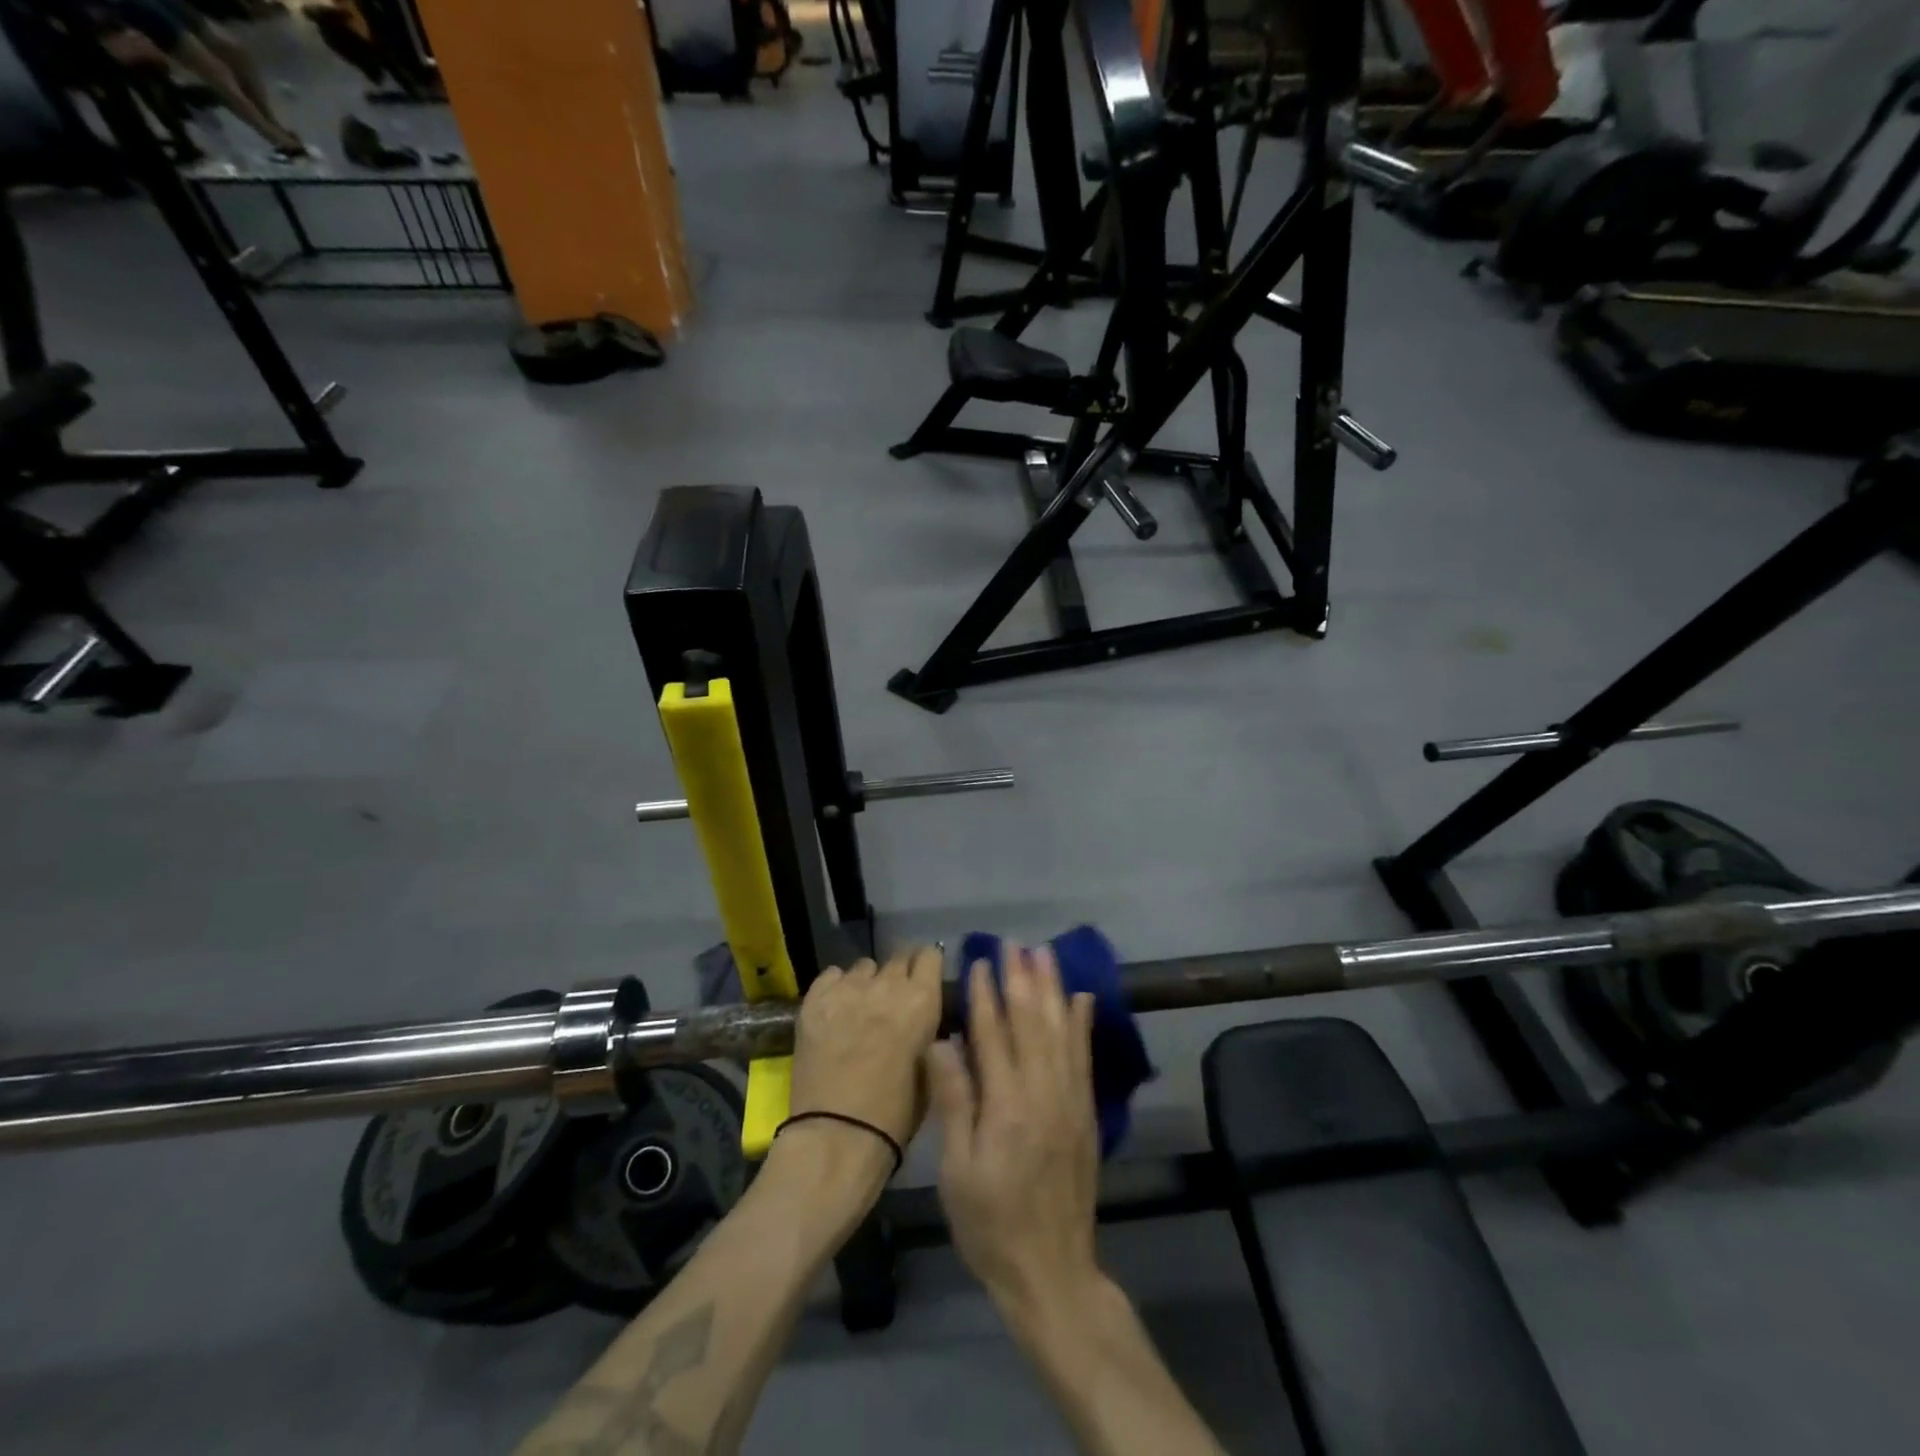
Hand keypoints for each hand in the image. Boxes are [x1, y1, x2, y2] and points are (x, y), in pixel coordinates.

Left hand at [787, 946, 944, 1148]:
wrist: (836, 1137)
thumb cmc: (894, 1116)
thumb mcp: (929, 1070)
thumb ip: (929, 1032)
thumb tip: (924, 1016)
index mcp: (922, 1001)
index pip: (930, 955)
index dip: (927, 966)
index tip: (924, 980)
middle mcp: (886, 985)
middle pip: (897, 957)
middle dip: (899, 974)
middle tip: (893, 1000)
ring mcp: (847, 989)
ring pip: (864, 967)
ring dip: (868, 983)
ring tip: (861, 1009)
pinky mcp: (814, 1000)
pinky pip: (831, 976)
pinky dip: (837, 988)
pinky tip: (835, 1012)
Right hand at [926, 947, 1103, 1330]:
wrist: (1052, 1272)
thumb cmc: (991, 1224)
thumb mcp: (958, 1171)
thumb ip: (954, 1101)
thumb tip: (942, 1042)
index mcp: (1006, 1106)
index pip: (993, 1035)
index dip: (985, 995)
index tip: (979, 961)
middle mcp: (1043, 1093)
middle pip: (1031, 1022)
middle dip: (1021, 979)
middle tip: (1014, 943)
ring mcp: (1070, 1101)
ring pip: (1061, 1031)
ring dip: (1052, 989)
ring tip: (1045, 954)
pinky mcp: (1086, 1114)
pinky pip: (1084, 1058)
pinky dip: (1082, 1024)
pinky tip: (1081, 999)